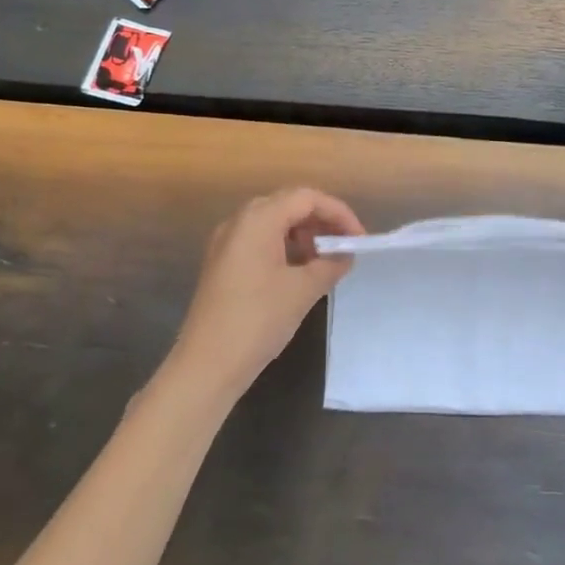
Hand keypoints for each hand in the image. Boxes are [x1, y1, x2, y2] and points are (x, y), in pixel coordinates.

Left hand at [169, 188, 364, 399]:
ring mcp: (227, 242)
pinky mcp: (222, 263)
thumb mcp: (303, 290)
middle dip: (321, 221)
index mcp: (258, 219)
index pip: (307, 198)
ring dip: (303, 234)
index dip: (338, 213)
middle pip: (289, 205)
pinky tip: (299, 272)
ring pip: (273, 223)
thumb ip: (330, 264)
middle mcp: (239, 221)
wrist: (206, 366)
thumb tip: (345, 254)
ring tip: (325, 260)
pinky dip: (284, 247)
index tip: (359, 238)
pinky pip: (259, 240)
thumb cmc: (258, 320)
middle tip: (345, 245)